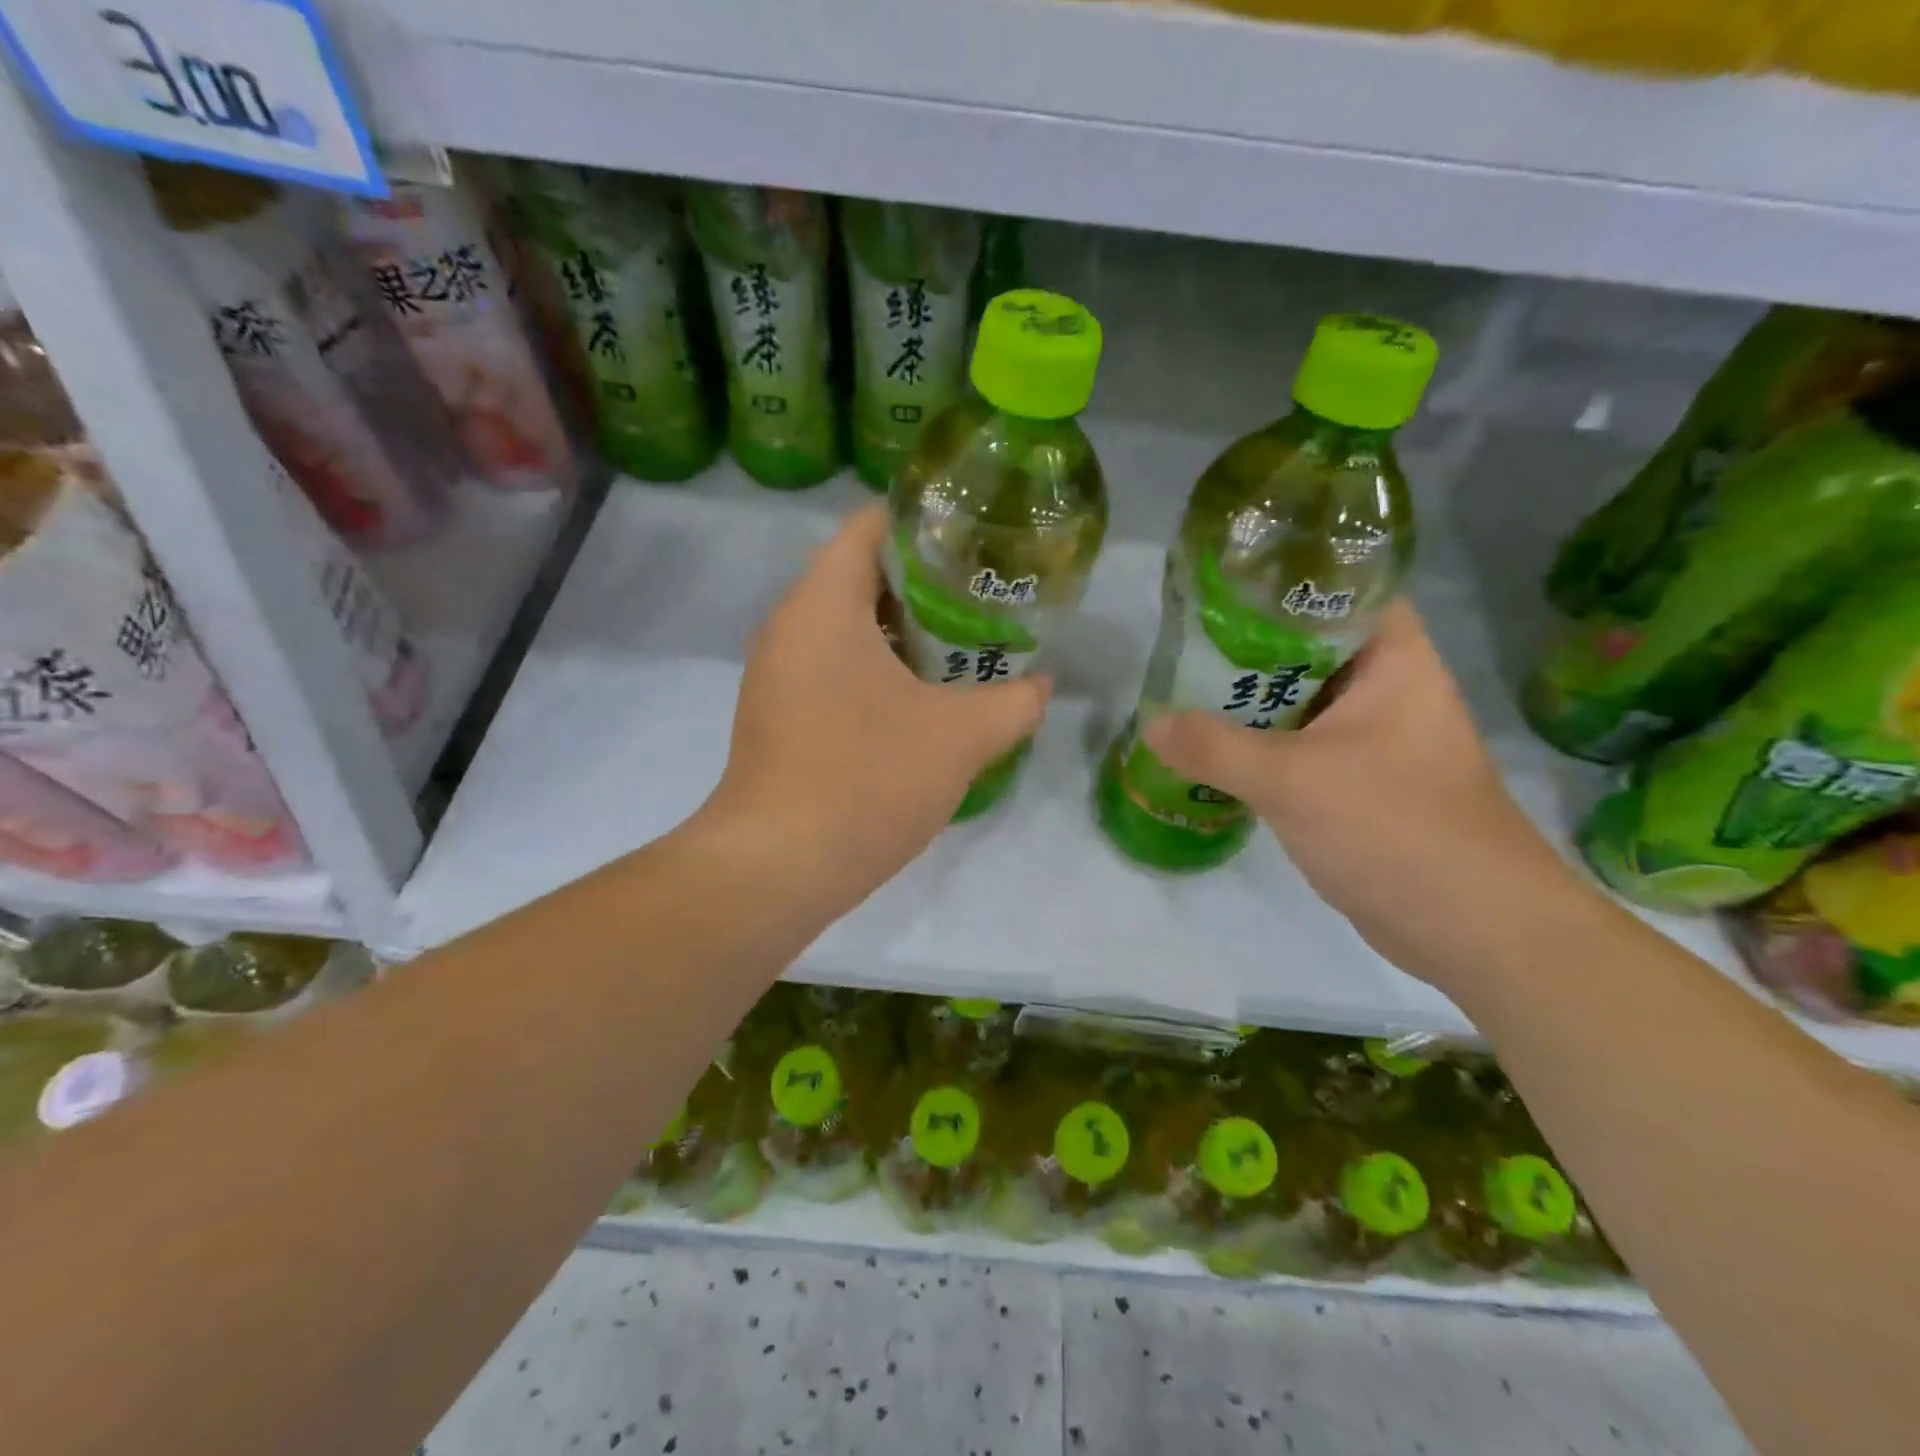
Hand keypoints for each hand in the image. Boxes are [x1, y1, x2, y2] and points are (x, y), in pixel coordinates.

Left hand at [703, 505, 1050, 911]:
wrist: (778, 867)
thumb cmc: (867, 780)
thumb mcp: (961, 738)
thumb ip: (1014, 702)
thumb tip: (1044, 684)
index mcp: (824, 602)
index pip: (872, 525)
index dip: (929, 524)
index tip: (979, 546)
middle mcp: (790, 624)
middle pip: (863, 574)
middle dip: (927, 584)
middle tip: (987, 600)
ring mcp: (777, 672)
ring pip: (849, 626)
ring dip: (905, 632)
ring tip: (964, 647)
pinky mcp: (778, 713)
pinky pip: (833, 666)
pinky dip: (877, 669)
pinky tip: (922, 700)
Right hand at [1141, 599, 1582, 987]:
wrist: (1472, 928)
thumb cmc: (1395, 828)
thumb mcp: (1292, 781)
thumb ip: (1215, 748)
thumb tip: (1150, 725)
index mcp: (1394, 661)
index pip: (1341, 592)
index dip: (1284, 583)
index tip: (1222, 589)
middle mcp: (1388, 690)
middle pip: (1309, 648)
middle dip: (1246, 648)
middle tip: (1183, 645)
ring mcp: (1375, 739)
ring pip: (1300, 702)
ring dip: (1249, 703)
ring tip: (1183, 691)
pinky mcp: (1361, 783)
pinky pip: (1301, 747)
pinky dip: (1261, 746)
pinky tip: (1213, 751)